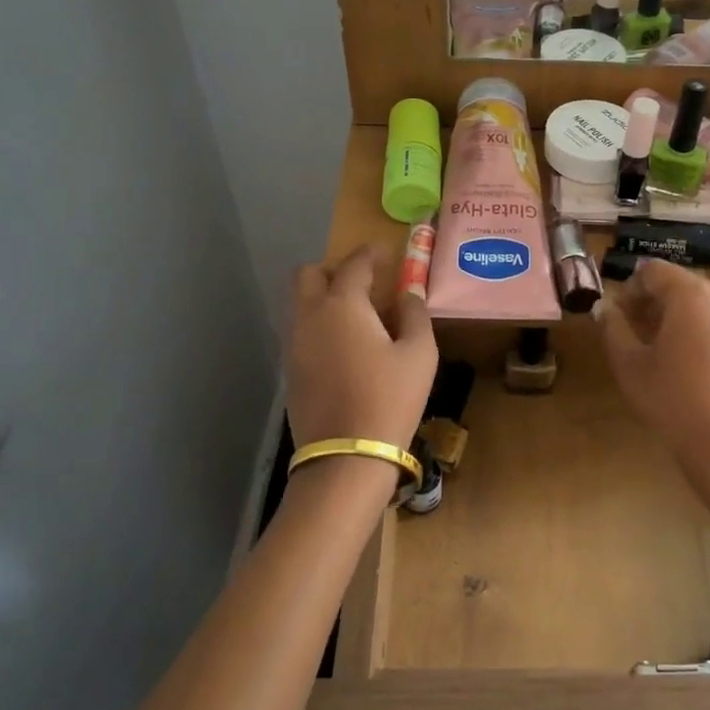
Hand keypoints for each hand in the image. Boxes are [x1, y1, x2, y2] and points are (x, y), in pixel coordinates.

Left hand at [287, 247, 437, 456]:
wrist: (346, 457)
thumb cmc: (389, 399)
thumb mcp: (419, 355)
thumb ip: (414, 315)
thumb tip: (409, 293)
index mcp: (343, 305)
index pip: (354, 264)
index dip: (371, 254)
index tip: (385, 252)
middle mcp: (310, 316)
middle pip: (309, 275)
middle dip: (335, 270)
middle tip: (364, 285)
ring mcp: (294, 344)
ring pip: (301, 304)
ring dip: (324, 298)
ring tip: (357, 317)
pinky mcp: (291, 370)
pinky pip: (301, 331)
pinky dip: (319, 325)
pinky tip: (345, 347)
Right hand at [596, 262, 709, 524]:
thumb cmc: (673, 402)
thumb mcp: (630, 366)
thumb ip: (612, 328)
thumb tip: (604, 308)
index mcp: (690, 294)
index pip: (652, 270)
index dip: (629, 288)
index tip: (617, 316)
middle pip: (680, 285)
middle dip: (653, 302)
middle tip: (633, 332)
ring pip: (703, 305)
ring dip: (677, 318)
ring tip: (660, 352)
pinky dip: (702, 334)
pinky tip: (691, 369)